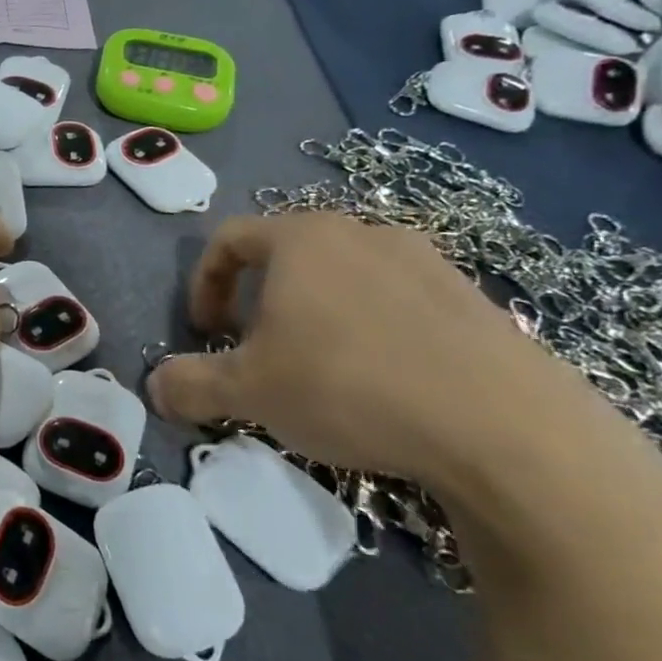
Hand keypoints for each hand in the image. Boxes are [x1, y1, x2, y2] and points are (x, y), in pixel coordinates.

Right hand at [147, 212, 661, 538]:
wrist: (506, 428)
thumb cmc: (349, 387)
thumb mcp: (248, 392)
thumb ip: (188, 384)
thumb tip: (155, 388)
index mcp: (301, 238)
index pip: (228, 240)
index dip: (204, 285)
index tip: (206, 333)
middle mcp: (361, 232)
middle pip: (286, 255)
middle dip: (258, 301)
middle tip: (256, 352)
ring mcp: (425, 260)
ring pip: (343, 277)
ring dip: (314, 314)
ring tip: (320, 369)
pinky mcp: (472, 297)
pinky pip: (397, 301)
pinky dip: (371, 329)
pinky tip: (384, 383)